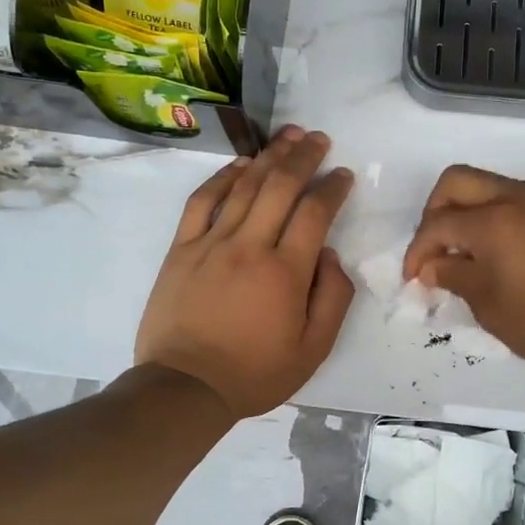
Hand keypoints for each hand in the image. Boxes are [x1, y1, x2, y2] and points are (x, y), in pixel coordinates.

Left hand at [136, 128, 355, 418]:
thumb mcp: (313, 350)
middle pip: (280, 186)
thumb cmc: (255, 373)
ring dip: (269, 156)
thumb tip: (328, 254)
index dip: (333, 187)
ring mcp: (211, 243)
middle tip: (319, 139)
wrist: (185, 388)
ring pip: (244, 186)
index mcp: (286, 272)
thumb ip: (332, 298)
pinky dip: (222, 177)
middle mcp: (249, 246)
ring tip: (288, 137)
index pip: (315, 213)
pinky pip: (202, 201)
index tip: (343, 174)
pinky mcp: (181, 249)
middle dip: (304, 157)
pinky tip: (239, 163)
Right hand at [402, 165, 524, 378]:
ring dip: (465, 212)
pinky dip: (492, 217)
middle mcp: (516, 198)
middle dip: (434, 213)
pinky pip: (512, 200)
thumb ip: (455, 278)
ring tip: (463, 255)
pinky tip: (494, 254)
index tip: (413, 279)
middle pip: (456, 182)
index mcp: (494, 221)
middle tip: (434, 252)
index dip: (417, 251)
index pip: (438, 223)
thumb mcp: (491, 307)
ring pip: (486, 186)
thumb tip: (431, 266)